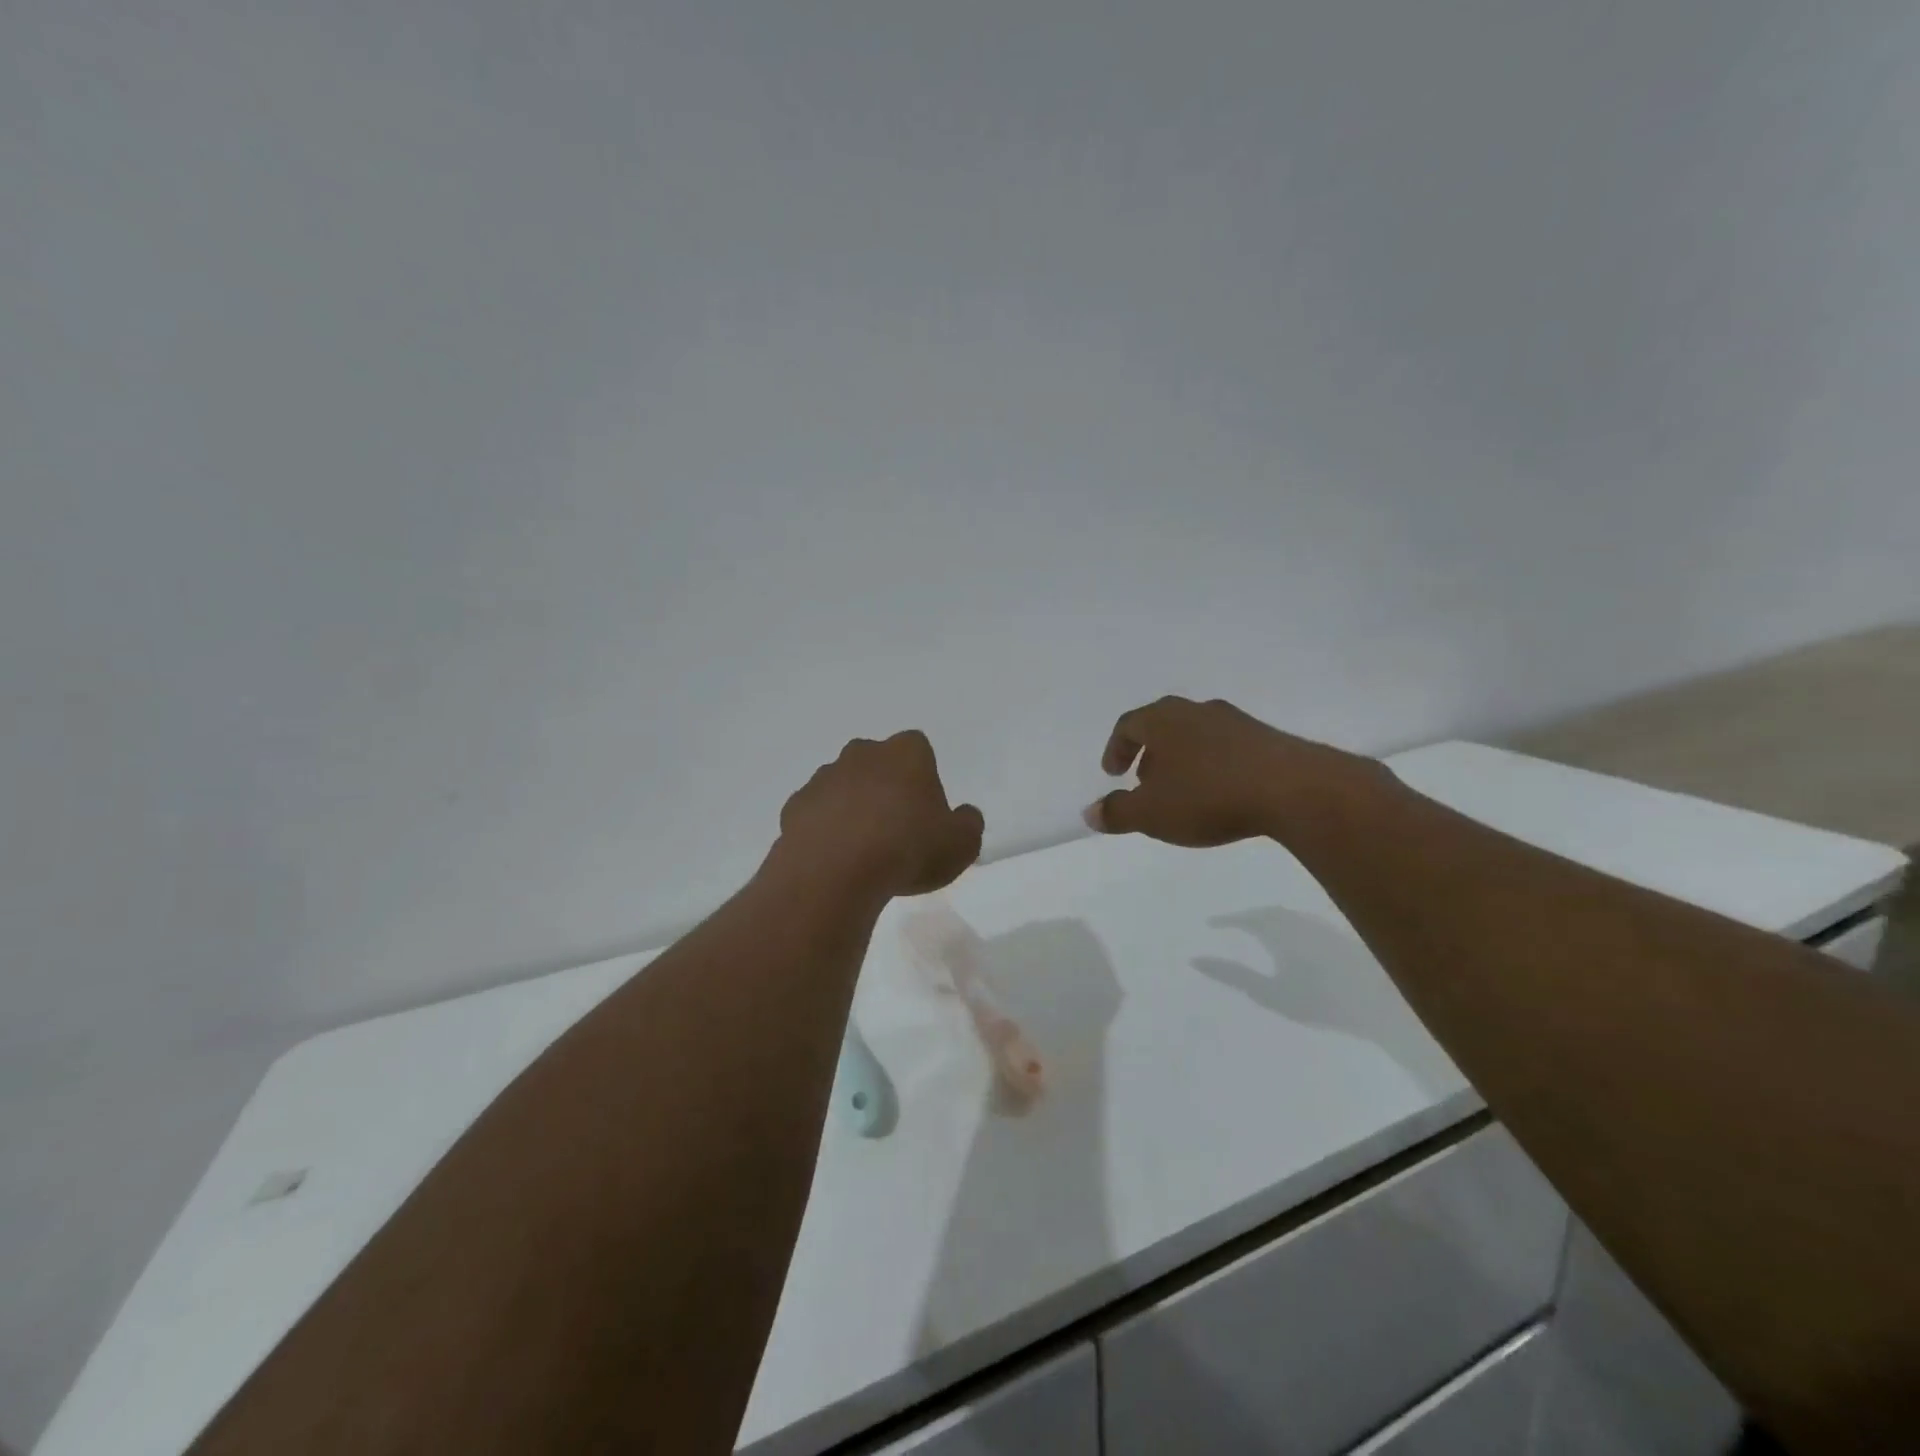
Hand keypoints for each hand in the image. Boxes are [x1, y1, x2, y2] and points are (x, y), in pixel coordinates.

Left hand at [775, 731, 984, 899]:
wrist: (834, 873)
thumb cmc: (908, 849)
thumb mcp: (962, 844)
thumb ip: (968, 824)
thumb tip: (963, 815)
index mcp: (906, 753)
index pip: (918, 749)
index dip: (924, 778)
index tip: (927, 812)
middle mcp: (862, 754)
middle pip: (878, 763)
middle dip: (885, 788)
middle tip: (896, 830)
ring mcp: (824, 778)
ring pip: (844, 786)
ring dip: (853, 808)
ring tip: (863, 851)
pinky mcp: (795, 806)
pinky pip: (817, 813)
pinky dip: (825, 829)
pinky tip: (835, 859)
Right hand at [1085, 696, 1378, 846]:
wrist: (1292, 789)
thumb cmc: (1208, 796)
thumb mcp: (1151, 813)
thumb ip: (1117, 812)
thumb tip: (1089, 813)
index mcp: (1163, 719)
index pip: (1128, 725)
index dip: (1116, 749)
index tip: (1113, 773)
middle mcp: (1196, 710)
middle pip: (1162, 725)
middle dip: (1149, 754)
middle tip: (1144, 782)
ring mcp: (1235, 721)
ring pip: (1195, 735)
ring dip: (1182, 759)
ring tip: (1183, 791)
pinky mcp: (1266, 737)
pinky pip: (1226, 747)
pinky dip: (1212, 765)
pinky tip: (1221, 792)